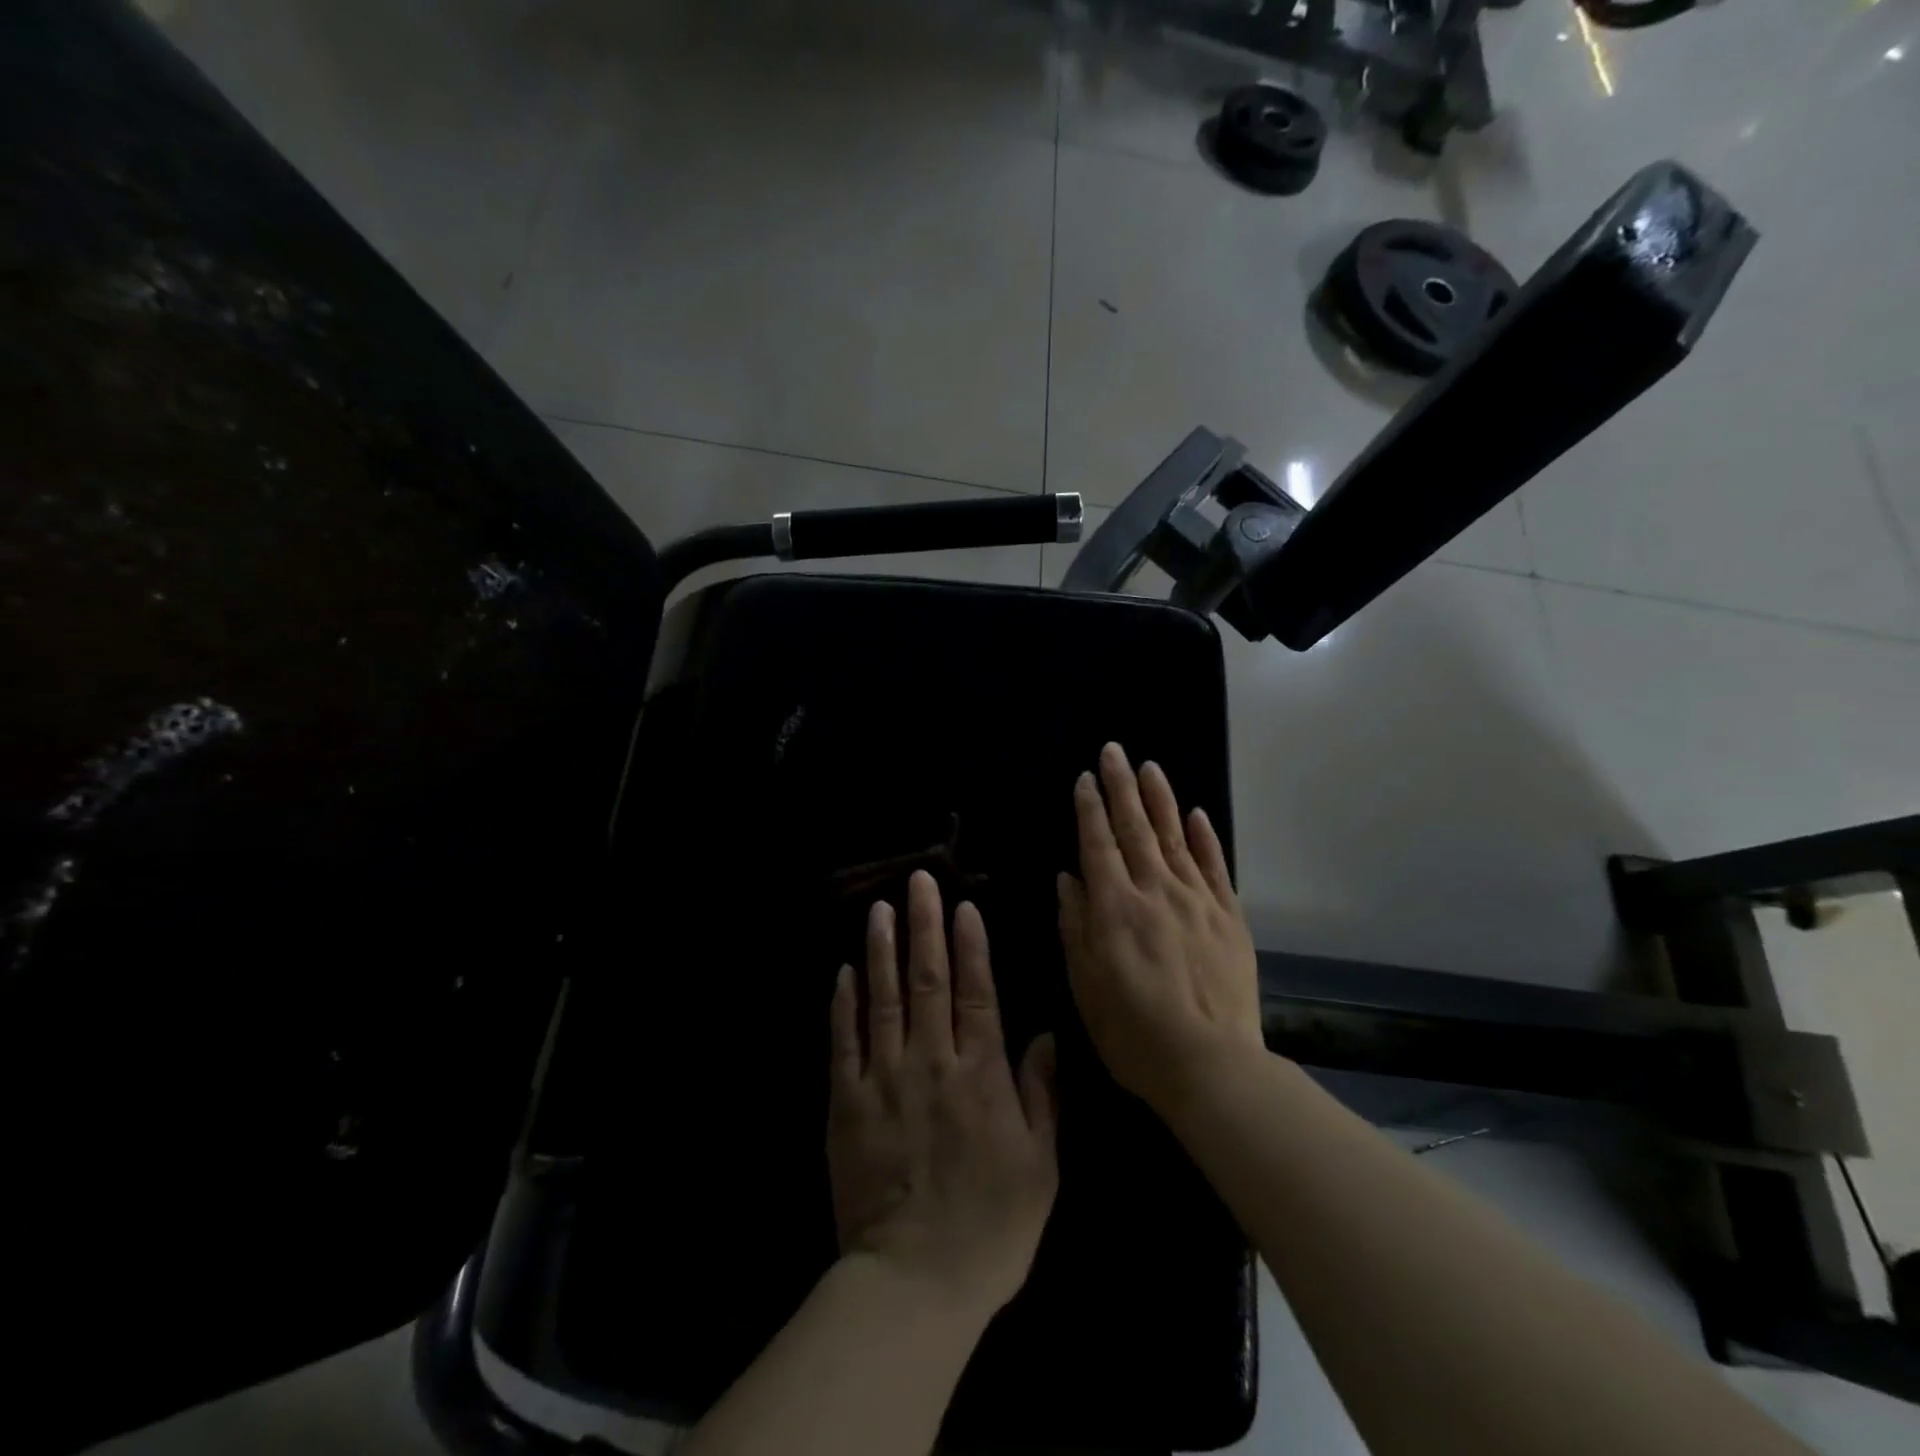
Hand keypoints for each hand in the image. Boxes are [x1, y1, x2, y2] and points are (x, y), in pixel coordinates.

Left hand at [827, 870, 1058, 1320]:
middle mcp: (931, 1064)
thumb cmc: (990, 1229)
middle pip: (927, 981)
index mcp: (980, 1077)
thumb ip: (1041, 1095)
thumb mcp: (1040, 1168)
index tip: (963, 905)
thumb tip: (1043, 1036)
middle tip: (917, 881)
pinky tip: (845, 971)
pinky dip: (844, 1004)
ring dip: (882, 950)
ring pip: (884, 1000)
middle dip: (924, 926)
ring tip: (880, 909)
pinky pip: (845, 1043)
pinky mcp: (846, 1104)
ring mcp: (884, 1081)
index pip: (975, 993)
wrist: (913, 1285)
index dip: (970, 946)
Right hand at [1057, 743, 1264, 1119]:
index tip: (1084, 778)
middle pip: (1134, 828)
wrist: (1210, 1065)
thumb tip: (1067, 878)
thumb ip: (1074, 925)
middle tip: (1113, 751)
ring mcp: (1197, 900)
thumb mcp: (1085, 984)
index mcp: (1115, 907)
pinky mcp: (1229, 917)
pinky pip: (1215, 867)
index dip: (1089, 808)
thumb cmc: (1133, 1031)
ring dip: (1160, 799)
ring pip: (1174, 837)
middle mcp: (1155, 890)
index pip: (1098, 843)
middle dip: (1121, 786)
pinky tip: (1196, 815)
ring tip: (1149, 767)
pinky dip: (1204, 838)